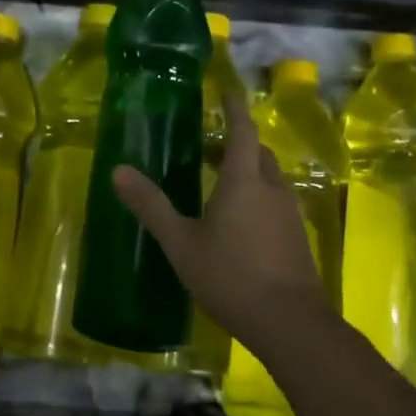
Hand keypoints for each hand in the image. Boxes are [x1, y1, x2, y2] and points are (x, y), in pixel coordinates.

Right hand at [113, 93, 330, 348]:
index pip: (243, 131)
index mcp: (244, 181)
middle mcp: (272, 189)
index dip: (234, 108)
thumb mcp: (181, 243)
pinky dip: (258, 195)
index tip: (226, 91)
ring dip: (248, 170)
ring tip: (221, 181)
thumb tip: (118, 170)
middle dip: (238, 142)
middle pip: (259, 153)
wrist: (289, 324)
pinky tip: (240, 220)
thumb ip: (151, 206)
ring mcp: (289, 213)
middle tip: (211, 145)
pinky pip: (276, 201)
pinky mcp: (297, 237)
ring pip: (270, 178)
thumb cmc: (231, 277)